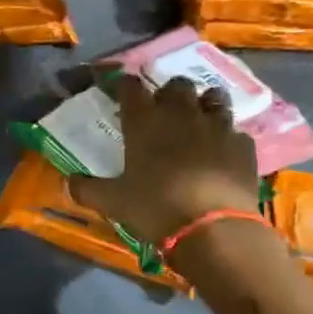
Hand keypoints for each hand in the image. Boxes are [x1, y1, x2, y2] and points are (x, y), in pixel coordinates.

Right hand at [68, 76, 259, 242]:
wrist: (214, 228)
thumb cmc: (155, 208)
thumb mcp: (112, 202)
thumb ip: (87, 189)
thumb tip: (68, 182)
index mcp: (144, 121)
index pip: (131, 88)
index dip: (125, 86)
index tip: (122, 91)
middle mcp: (181, 113)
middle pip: (177, 85)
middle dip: (169, 92)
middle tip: (164, 109)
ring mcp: (217, 126)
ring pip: (213, 97)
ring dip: (204, 104)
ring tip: (199, 119)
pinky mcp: (244, 146)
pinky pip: (235, 131)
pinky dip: (227, 137)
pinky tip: (222, 152)